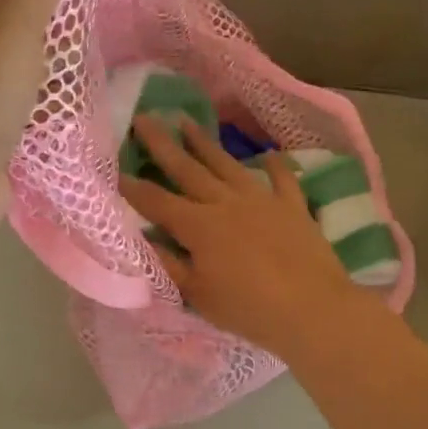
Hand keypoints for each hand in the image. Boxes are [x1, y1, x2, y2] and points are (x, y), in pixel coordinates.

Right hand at [120, 116, 363, 357]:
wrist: (313, 309)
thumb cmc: (249, 309)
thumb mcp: (199, 296)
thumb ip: (169, 265)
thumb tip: (143, 239)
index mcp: (199, 226)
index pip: (157, 202)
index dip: (133, 187)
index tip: (114, 168)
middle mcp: (226, 203)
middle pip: (188, 169)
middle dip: (162, 144)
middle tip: (145, 118)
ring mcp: (262, 200)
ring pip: (227, 165)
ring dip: (205, 143)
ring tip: (187, 121)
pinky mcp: (292, 206)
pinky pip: (281, 179)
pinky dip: (274, 165)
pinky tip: (267, 154)